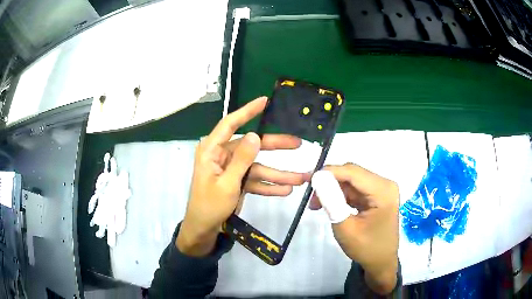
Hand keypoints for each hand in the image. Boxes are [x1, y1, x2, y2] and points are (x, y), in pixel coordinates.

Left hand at [176, 97, 307, 256]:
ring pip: (258, 167)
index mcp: (212, 150)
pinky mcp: (237, 182)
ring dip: (278, 174)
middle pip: (252, 146)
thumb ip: (241, 160)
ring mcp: (231, 169)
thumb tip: (255, 136)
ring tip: (300, 179)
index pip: (230, 124)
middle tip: (298, 144)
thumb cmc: (209, 206)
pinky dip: (269, 186)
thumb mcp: (227, 184)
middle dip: (275, 147)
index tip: (265, 101)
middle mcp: (222, 155)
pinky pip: (255, 180)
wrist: (203, 229)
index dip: (248, 111)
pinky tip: (286, 190)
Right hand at [310, 164, 398, 294]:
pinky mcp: (376, 195)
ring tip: (317, 205)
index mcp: (383, 191)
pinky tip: (330, 205)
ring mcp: (381, 190)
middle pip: (352, 174)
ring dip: (333, 190)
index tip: (308, 180)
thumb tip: (317, 178)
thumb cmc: (366, 248)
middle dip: (330, 182)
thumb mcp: (345, 227)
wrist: (380, 262)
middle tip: (311, 196)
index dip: (329, 172)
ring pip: (351, 181)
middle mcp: (384, 184)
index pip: (353, 172)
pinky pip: (354, 189)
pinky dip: (340, 195)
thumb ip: (331, 201)